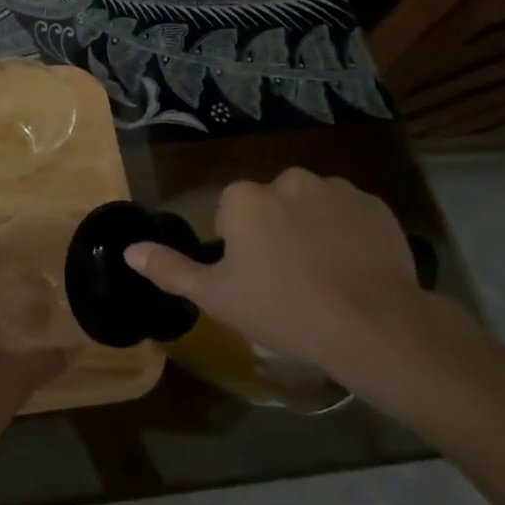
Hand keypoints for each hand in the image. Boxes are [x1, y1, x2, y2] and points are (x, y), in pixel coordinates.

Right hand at [124, 168, 423, 382]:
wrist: (373, 325)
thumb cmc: (283, 309)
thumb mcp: (216, 297)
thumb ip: (170, 269)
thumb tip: (128, 251)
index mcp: (245, 198)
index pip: (232, 211)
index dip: (239, 244)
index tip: (254, 277)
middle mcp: (287, 180)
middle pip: (272, 203)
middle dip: (276, 230)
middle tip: (289, 278)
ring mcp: (336, 189)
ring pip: (312, 206)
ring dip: (313, 228)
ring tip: (326, 276)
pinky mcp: (376, 205)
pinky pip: (351, 214)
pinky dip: (349, 233)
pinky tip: (355, 269)